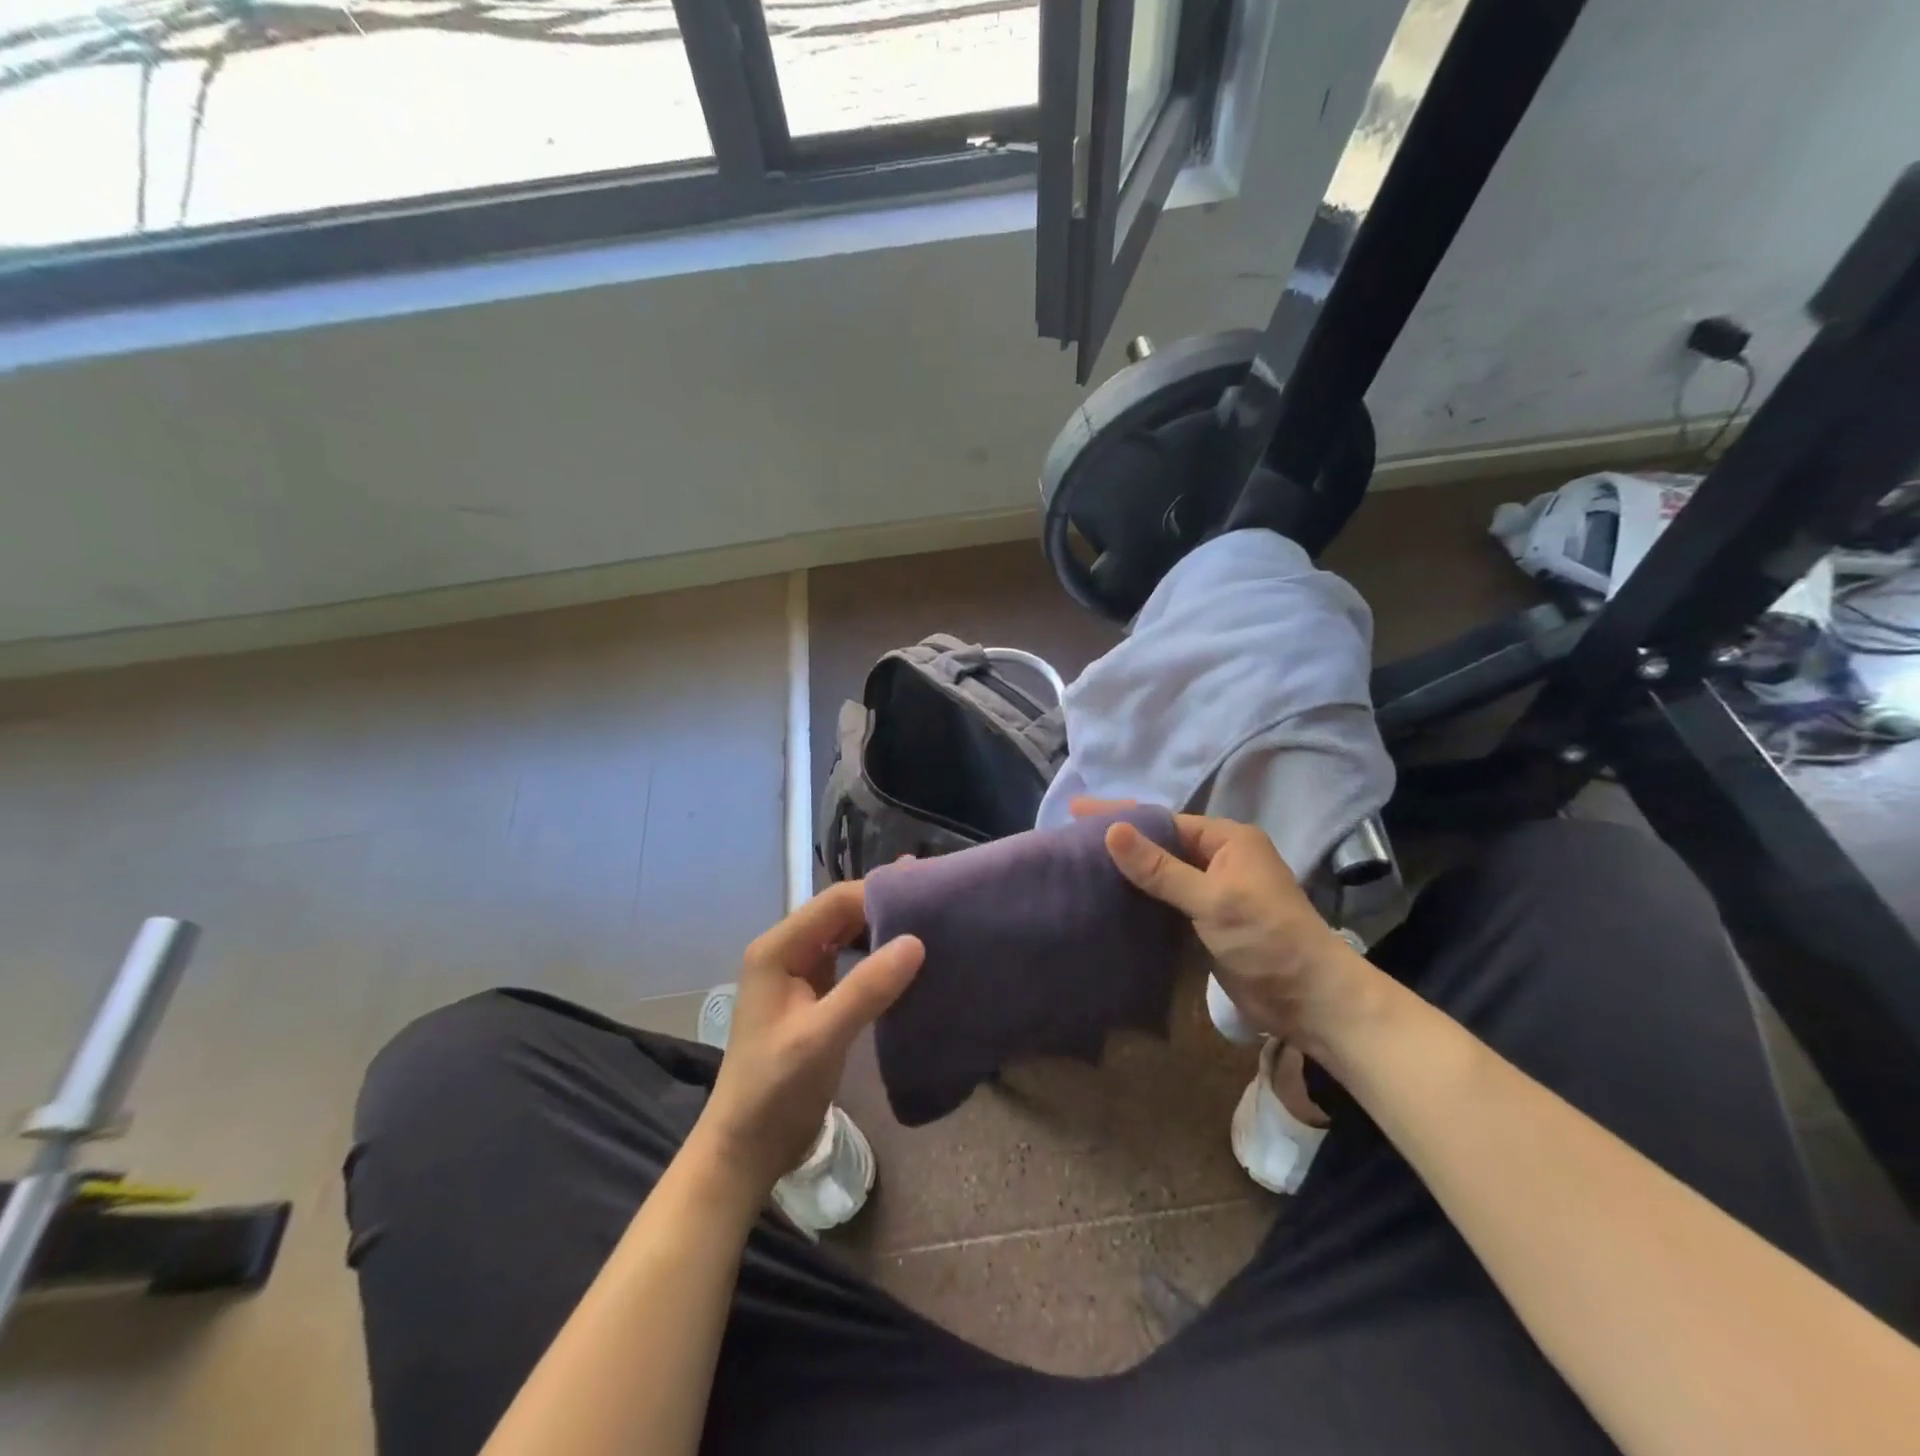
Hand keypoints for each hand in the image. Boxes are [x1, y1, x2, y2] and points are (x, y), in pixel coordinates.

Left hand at [696, 882, 923, 1195]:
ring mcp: (800, 975)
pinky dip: (878, 957)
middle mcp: (787, 952)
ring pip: (847, 937)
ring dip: (883, 929)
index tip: (925, 892)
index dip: (878, 893)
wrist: (747, 1149)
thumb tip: (916, 941)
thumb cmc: (774, 1090)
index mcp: (778, 949)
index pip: (834, 903)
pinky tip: (908, 960)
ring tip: (930, 922)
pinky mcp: (815, 998)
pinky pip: (850, 963)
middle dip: (884, 906)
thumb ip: (867, 987)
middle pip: (841, 914)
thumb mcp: (821, 1037)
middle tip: (935, 901)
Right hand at [1079, 800, 1365, 1048]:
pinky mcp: (1207, 923)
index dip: (1121, 814)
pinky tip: (1108, 898)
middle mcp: (1220, 859)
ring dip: (1127, 870)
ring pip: (1161, 873)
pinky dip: (1139, 898)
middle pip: (1160, 844)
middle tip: (1071, 834)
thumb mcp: (1211, 898)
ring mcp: (1214, 892)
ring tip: (1080, 863)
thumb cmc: (1266, 937)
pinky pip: (1166, 901)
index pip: (1164, 820)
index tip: (1077, 809)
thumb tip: (1111, 829)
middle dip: (1120, 839)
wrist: (1309, 999)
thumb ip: (1159, 868)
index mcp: (1228, 840)